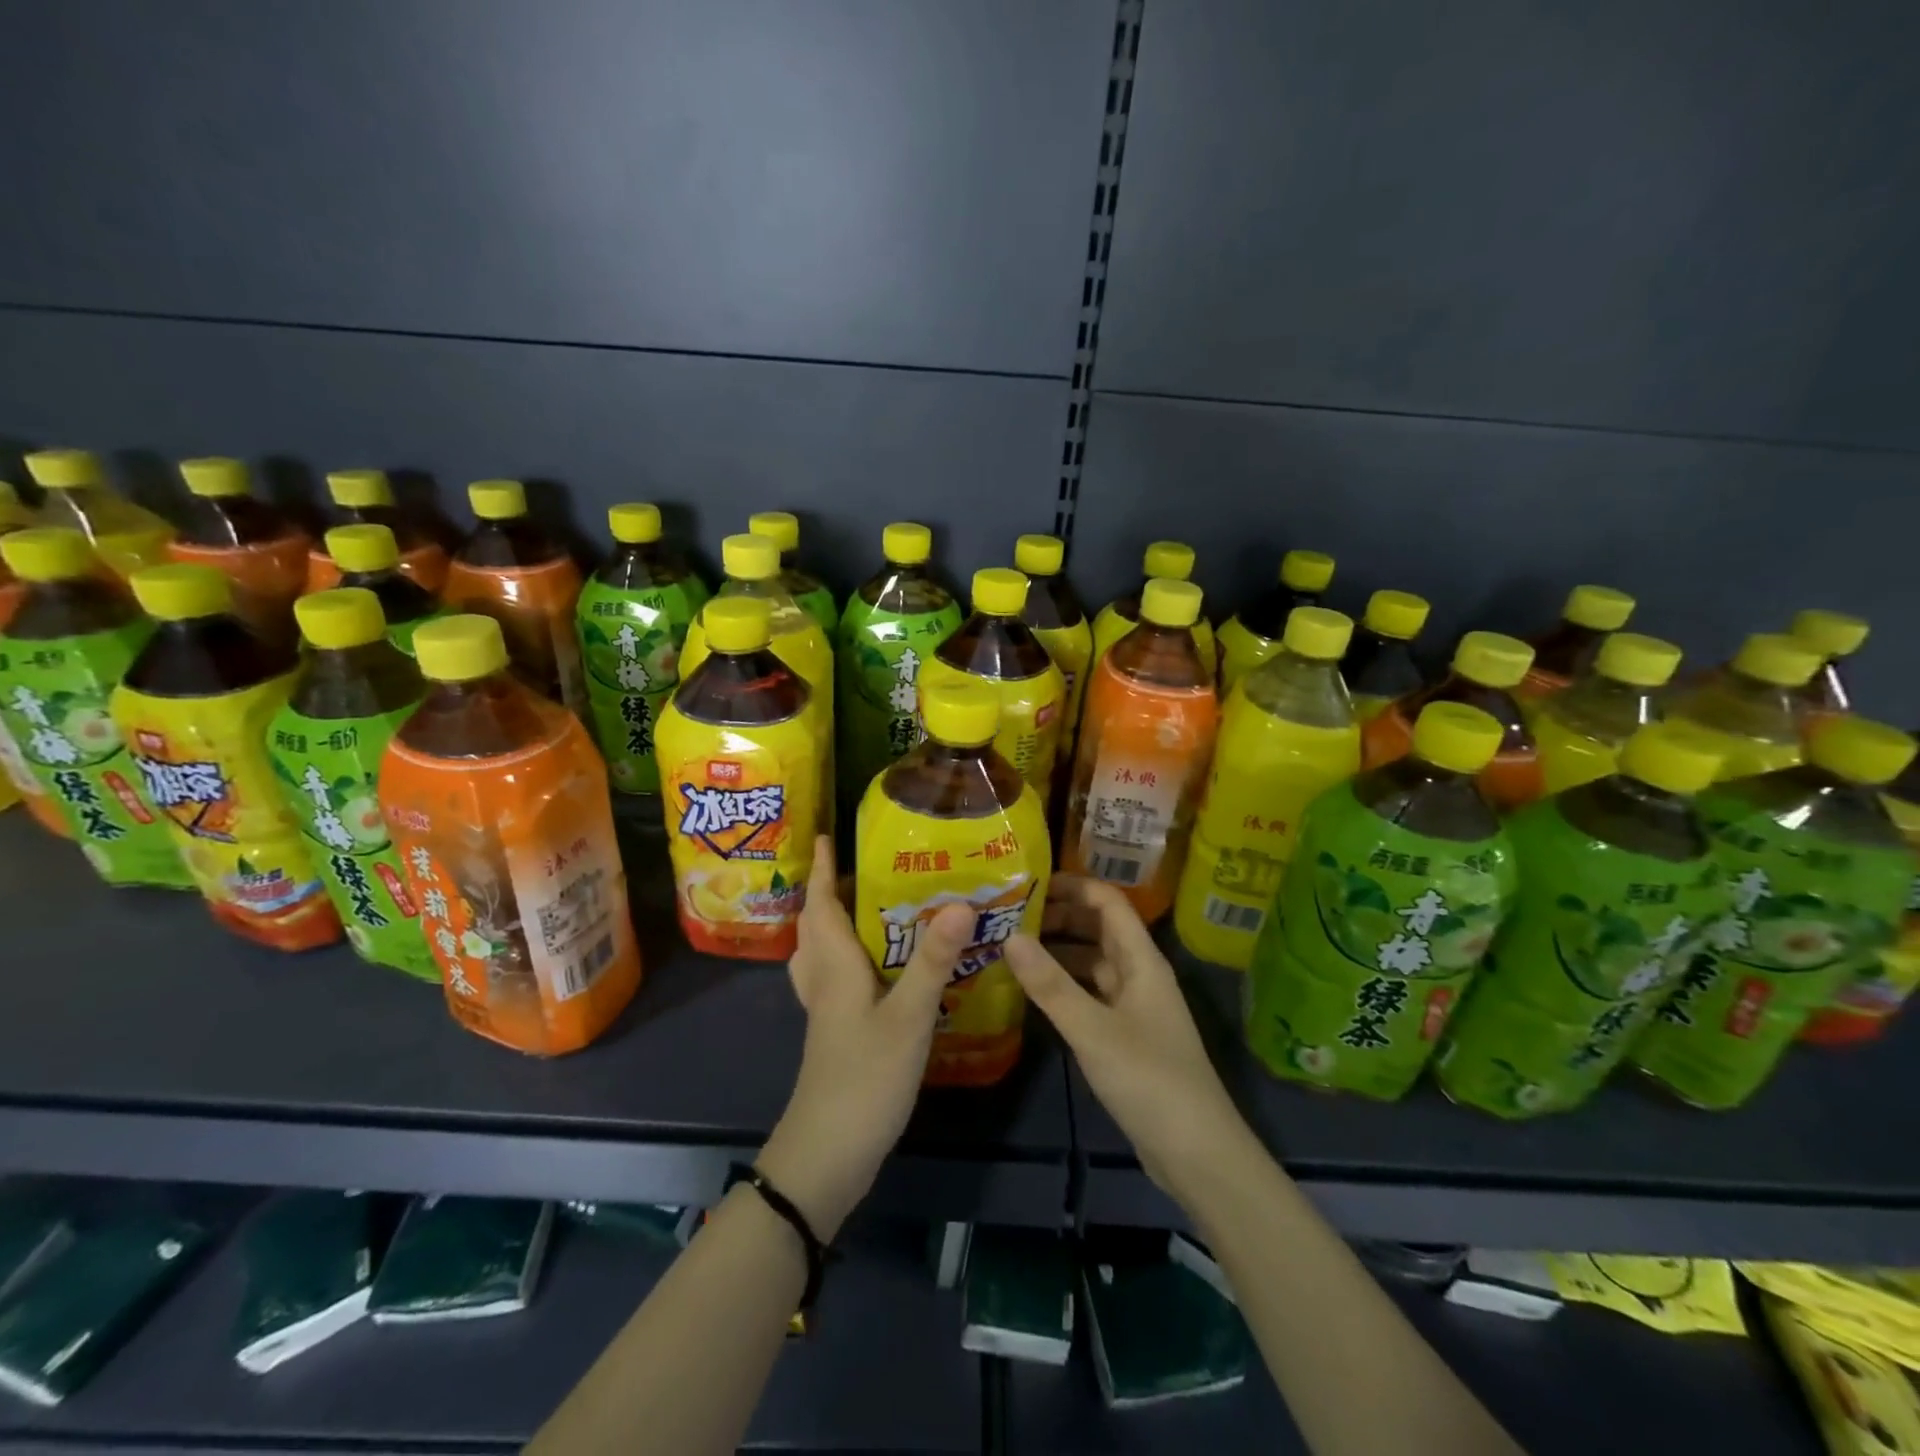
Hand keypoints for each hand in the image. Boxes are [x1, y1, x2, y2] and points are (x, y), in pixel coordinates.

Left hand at [757, 836, 973, 1239]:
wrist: (828, 1154)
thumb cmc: (865, 1078)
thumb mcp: (908, 1017)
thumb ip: (933, 960)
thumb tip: (960, 902)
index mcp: (835, 967)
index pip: (821, 906)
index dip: (821, 870)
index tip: (825, 836)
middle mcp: (824, 981)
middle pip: (817, 926)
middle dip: (828, 891)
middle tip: (860, 867)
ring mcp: (827, 1010)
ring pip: (822, 953)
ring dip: (835, 923)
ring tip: (867, 906)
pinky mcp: (837, 1033)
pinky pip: (836, 978)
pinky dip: (848, 958)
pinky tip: (880, 967)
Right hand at [1003, 876, 1256, 1203]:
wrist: (1197, 1152)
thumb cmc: (1149, 1079)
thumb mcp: (1093, 1030)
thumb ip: (1050, 984)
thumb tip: (1010, 935)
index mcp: (1142, 961)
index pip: (1108, 902)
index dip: (1072, 886)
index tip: (1028, 883)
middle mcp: (1139, 974)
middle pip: (1098, 928)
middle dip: (1058, 916)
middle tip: (1009, 916)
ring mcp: (1133, 1005)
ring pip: (1092, 961)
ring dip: (1058, 951)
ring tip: (1012, 948)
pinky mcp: (1126, 1034)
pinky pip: (1091, 993)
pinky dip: (1064, 984)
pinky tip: (1034, 991)